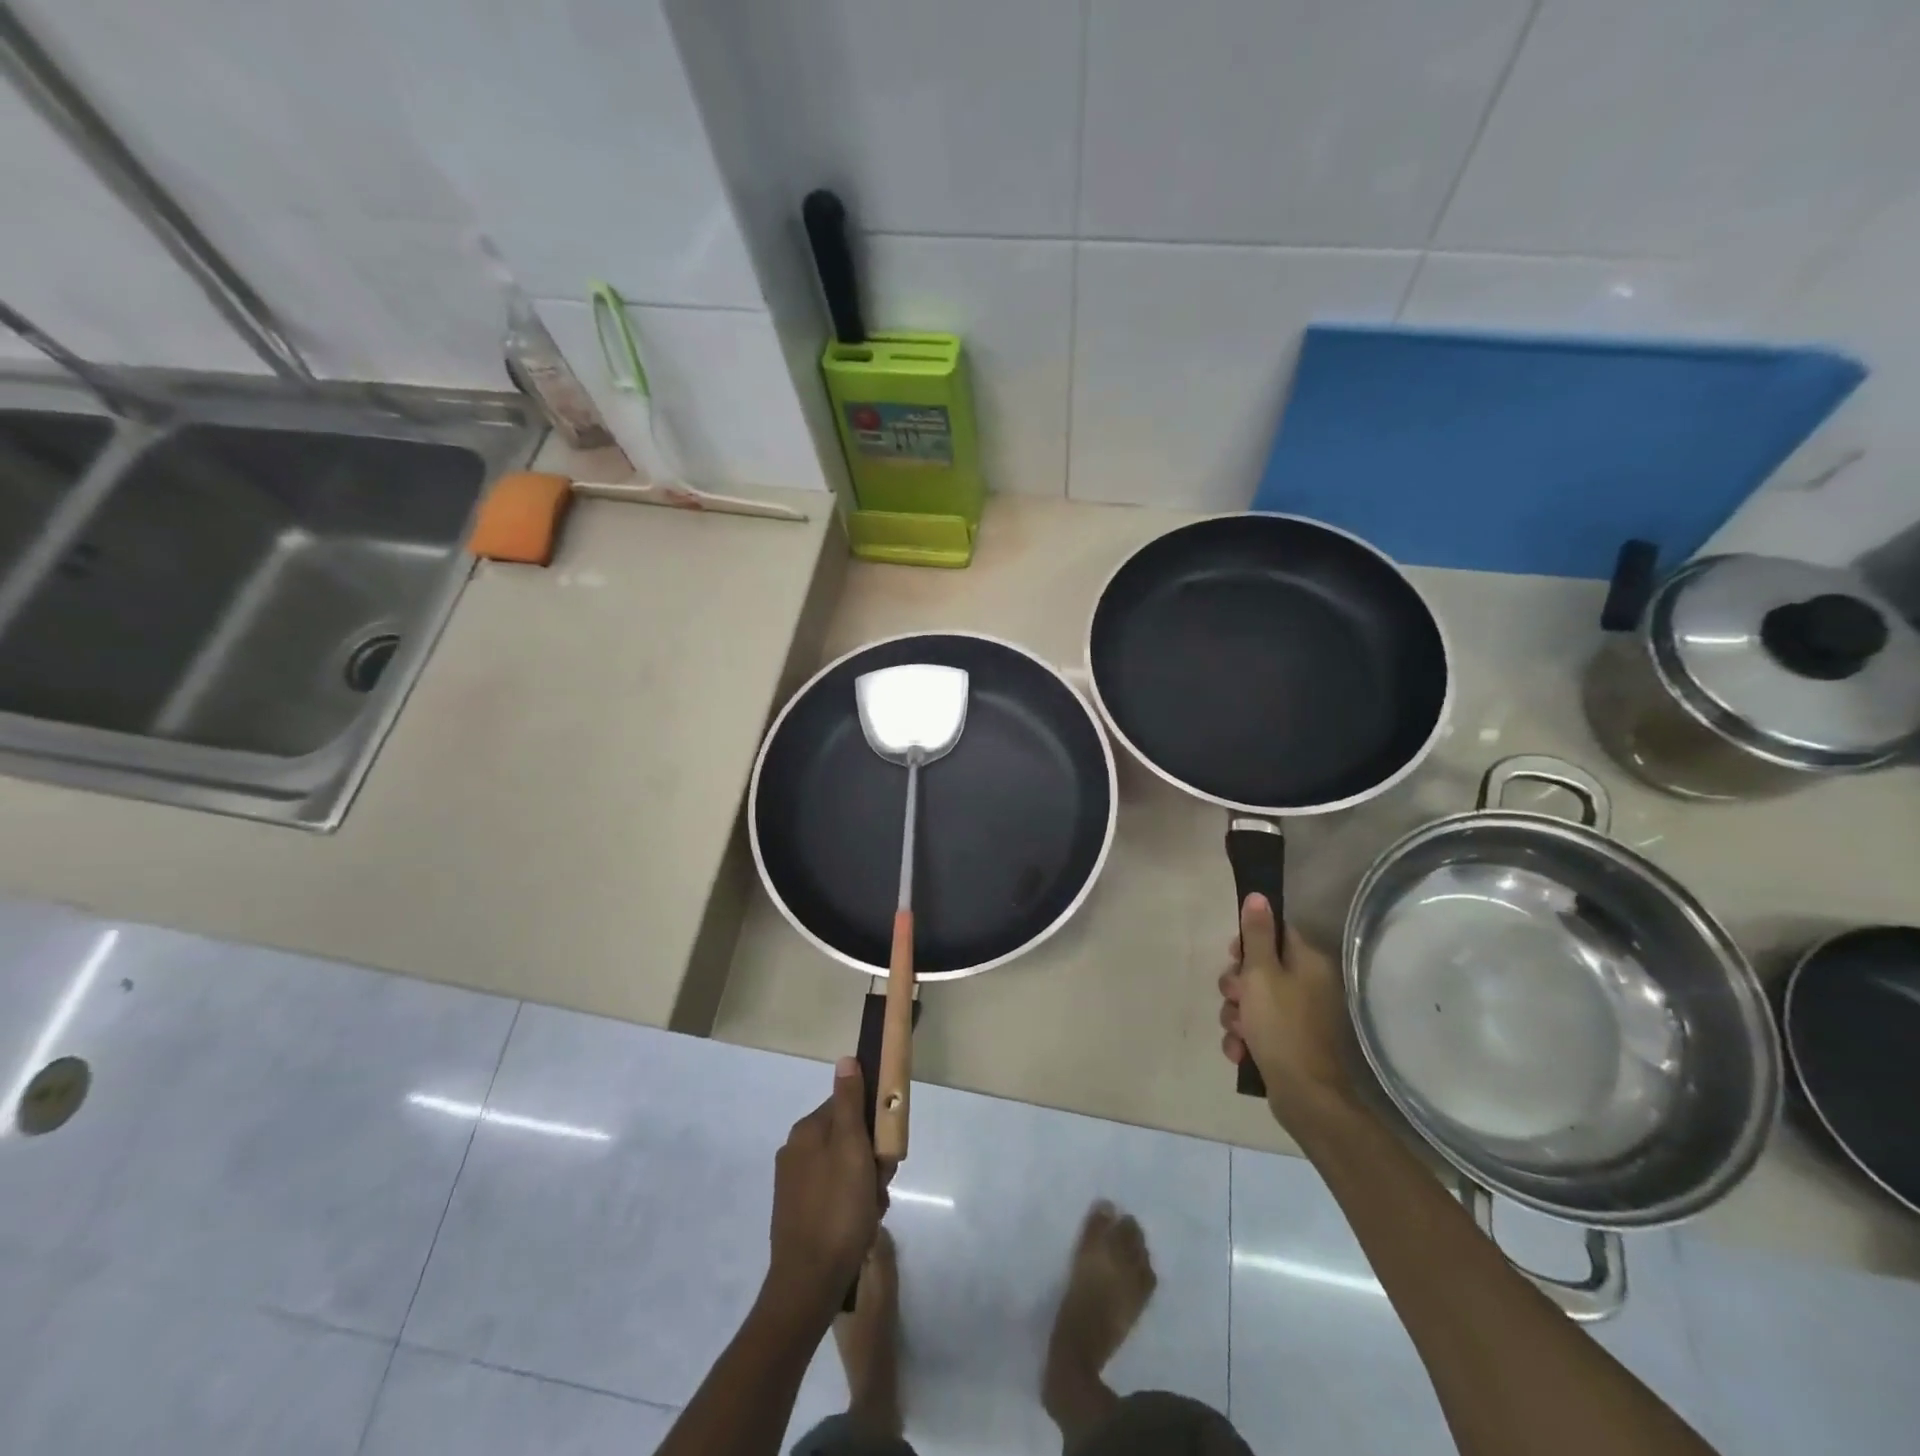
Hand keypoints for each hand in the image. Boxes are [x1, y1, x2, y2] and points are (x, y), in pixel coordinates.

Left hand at [766, 1056, 883, 1317]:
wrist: (808, 1284)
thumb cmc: (838, 1209)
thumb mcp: (852, 1148)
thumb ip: (850, 1102)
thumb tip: (845, 1059)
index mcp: (806, 1131)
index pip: (848, 1106)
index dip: (872, 1124)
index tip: (885, 1151)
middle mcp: (795, 1151)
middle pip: (847, 1137)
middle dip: (870, 1158)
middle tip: (882, 1183)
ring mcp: (794, 1184)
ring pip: (843, 1167)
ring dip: (865, 1183)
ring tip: (873, 1209)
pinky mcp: (797, 1212)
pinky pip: (833, 1193)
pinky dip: (851, 1203)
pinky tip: (861, 1223)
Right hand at [1218, 894, 1354, 1129]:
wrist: (1306, 1097)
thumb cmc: (1282, 1027)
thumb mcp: (1262, 974)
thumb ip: (1258, 935)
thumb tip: (1258, 895)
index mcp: (1308, 963)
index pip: (1276, 934)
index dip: (1249, 943)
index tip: (1233, 957)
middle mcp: (1309, 985)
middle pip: (1260, 968)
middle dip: (1236, 985)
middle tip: (1234, 998)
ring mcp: (1301, 1016)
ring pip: (1254, 1000)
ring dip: (1236, 1014)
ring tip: (1238, 1033)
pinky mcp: (1291, 1043)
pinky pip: (1259, 1028)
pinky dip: (1246, 1038)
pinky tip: (1240, 1051)